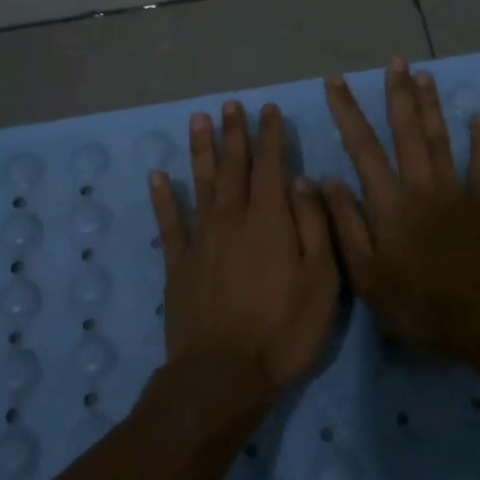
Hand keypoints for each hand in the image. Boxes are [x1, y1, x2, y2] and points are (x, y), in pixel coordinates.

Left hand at [149, 100, 340, 394]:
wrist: (223, 375)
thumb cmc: (284, 329)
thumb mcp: (322, 279)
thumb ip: (314, 225)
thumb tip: (304, 180)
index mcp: (270, 219)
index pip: (271, 165)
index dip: (270, 135)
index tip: (268, 110)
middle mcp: (232, 218)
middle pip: (233, 166)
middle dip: (234, 133)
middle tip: (231, 105)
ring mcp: (201, 239)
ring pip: (200, 183)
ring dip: (201, 150)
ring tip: (199, 120)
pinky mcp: (178, 263)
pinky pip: (168, 222)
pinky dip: (163, 197)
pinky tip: (158, 176)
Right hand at [322, 58, 479, 354]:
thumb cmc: (417, 302)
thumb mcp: (366, 274)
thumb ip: (345, 224)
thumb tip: (323, 180)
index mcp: (389, 201)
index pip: (362, 147)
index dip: (347, 112)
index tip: (336, 82)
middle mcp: (421, 184)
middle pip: (407, 130)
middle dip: (398, 93)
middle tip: (396, 60)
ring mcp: (456, 190)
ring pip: (441, 138)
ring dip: (432, 105)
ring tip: (425, 74)